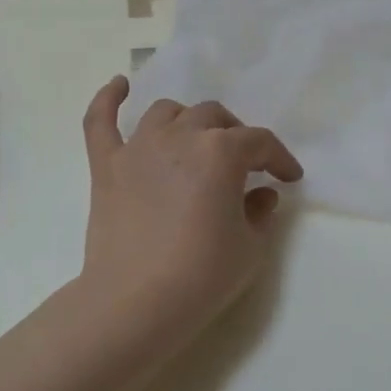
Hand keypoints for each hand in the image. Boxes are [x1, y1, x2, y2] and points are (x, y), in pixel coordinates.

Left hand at [79, 77, 304, 330]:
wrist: (135, 304)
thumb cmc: (202, 275)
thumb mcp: (250, 247)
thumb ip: (260, 212)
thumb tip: (260, 194)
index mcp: (220, 152)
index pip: (260, 142)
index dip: (279, 159)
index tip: (289, 178)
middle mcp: (179, 137)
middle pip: (214, 118)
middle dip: (235, 136)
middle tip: (244, 164)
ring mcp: (138, 147)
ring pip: (167, 112)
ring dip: (188, 121)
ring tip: (196, 140)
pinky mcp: (106, 166)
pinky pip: (100, 122)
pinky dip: (108, 100)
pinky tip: (119, 86)